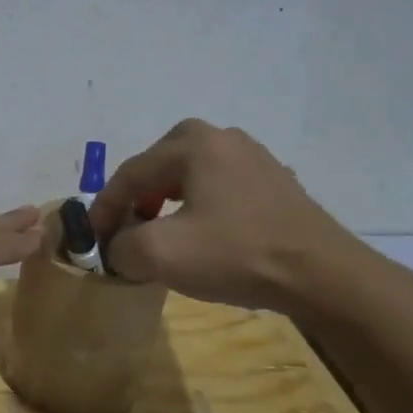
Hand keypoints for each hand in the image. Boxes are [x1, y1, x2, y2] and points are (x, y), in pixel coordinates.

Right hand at [89, 119, 363, 312]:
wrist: (321, 275)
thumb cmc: (235, 254)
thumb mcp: (160, 254)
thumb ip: (121, 246)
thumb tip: (118, 248)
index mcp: (193, 144)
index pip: (130, 173)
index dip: (104, 208)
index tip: (90, 239)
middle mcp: (223, 138)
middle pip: (158, 166)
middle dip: (135, 198)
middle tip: (124, 228)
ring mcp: (254, 157)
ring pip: (190, 175)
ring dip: (165, 201)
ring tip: (158, 232)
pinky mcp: (274, 183)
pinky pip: (218, 187)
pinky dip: (197, 205)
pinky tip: (201, 234)